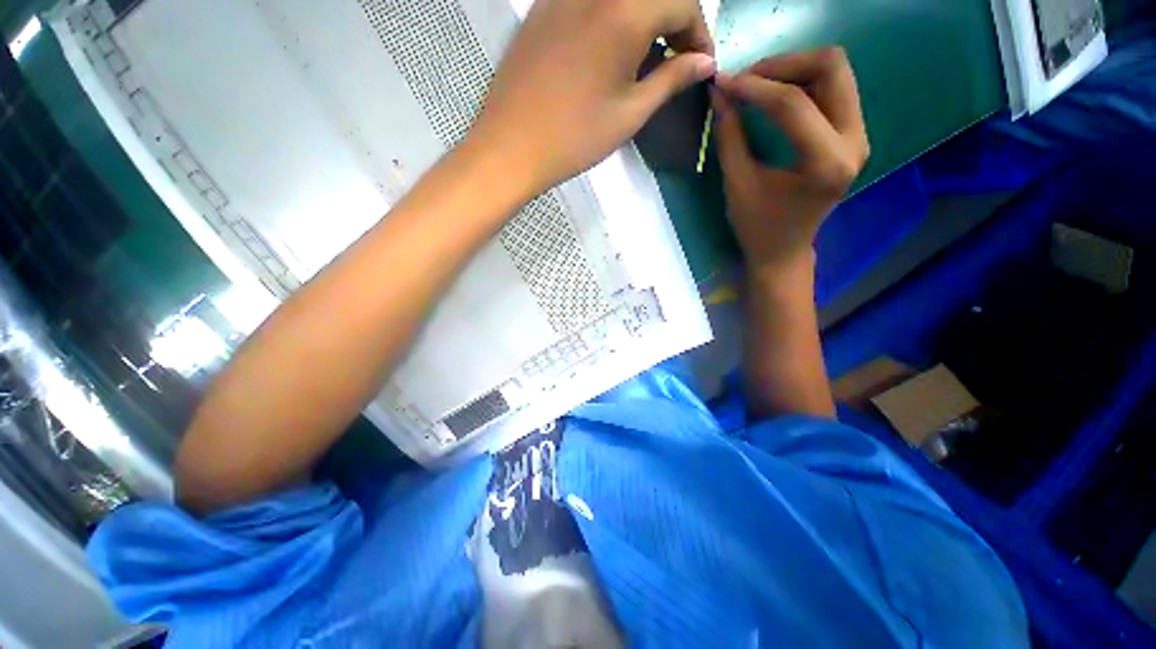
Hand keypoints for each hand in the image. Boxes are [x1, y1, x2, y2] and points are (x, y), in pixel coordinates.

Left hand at [467, 0, 714, 199]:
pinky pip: (588, 2)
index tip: (700, 65)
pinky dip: (612, 17)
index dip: (699, 32)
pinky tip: (608, 51)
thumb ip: (671, 79)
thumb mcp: (630, 114)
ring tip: (644, 60)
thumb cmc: (574, 138)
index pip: (682, 1)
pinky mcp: (542, 8)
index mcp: (623, 12)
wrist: (510, 148)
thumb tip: (704, 62)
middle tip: (676, 61)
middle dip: (675, 21)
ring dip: (643, 20)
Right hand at [713, 48, 869, 274]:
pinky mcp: (852, 134)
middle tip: (745, 80)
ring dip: (793, 69)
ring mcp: (859, 135)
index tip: (722, 83)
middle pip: (831, 67)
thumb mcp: (737, 185)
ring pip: (835, 71)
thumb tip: (719, 94)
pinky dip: (801, 82)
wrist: (784, 251)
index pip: (793, 104)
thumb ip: (730, 137)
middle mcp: (855, 142)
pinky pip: (833, 88)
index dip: (753, 87)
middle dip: (783, 65)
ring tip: (756, 86)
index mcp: (826, 163)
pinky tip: (774, 96)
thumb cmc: (757, 227)